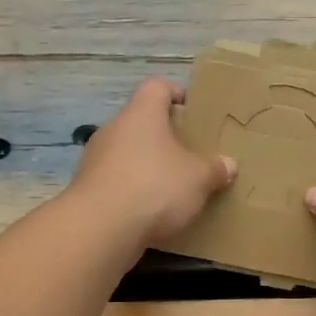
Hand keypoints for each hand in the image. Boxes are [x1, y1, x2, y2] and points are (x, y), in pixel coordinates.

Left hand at [70, 78, 236, 247]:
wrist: (100, 228)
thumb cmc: (155, 187)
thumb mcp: (198, 179)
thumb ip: (215, 169)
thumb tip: (228, 164)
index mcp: (142, 113)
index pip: (157, 87)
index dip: (176, 94)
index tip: (192, 111)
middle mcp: (114, 128)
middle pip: (141, 122)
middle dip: (164, 137)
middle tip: (188, 154)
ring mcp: (95, 158)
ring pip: (126, 152)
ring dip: (146, 165)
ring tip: (170, 186)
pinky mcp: (86, 188)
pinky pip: (115, 180)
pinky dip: (131, 190)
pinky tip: (148, 210)